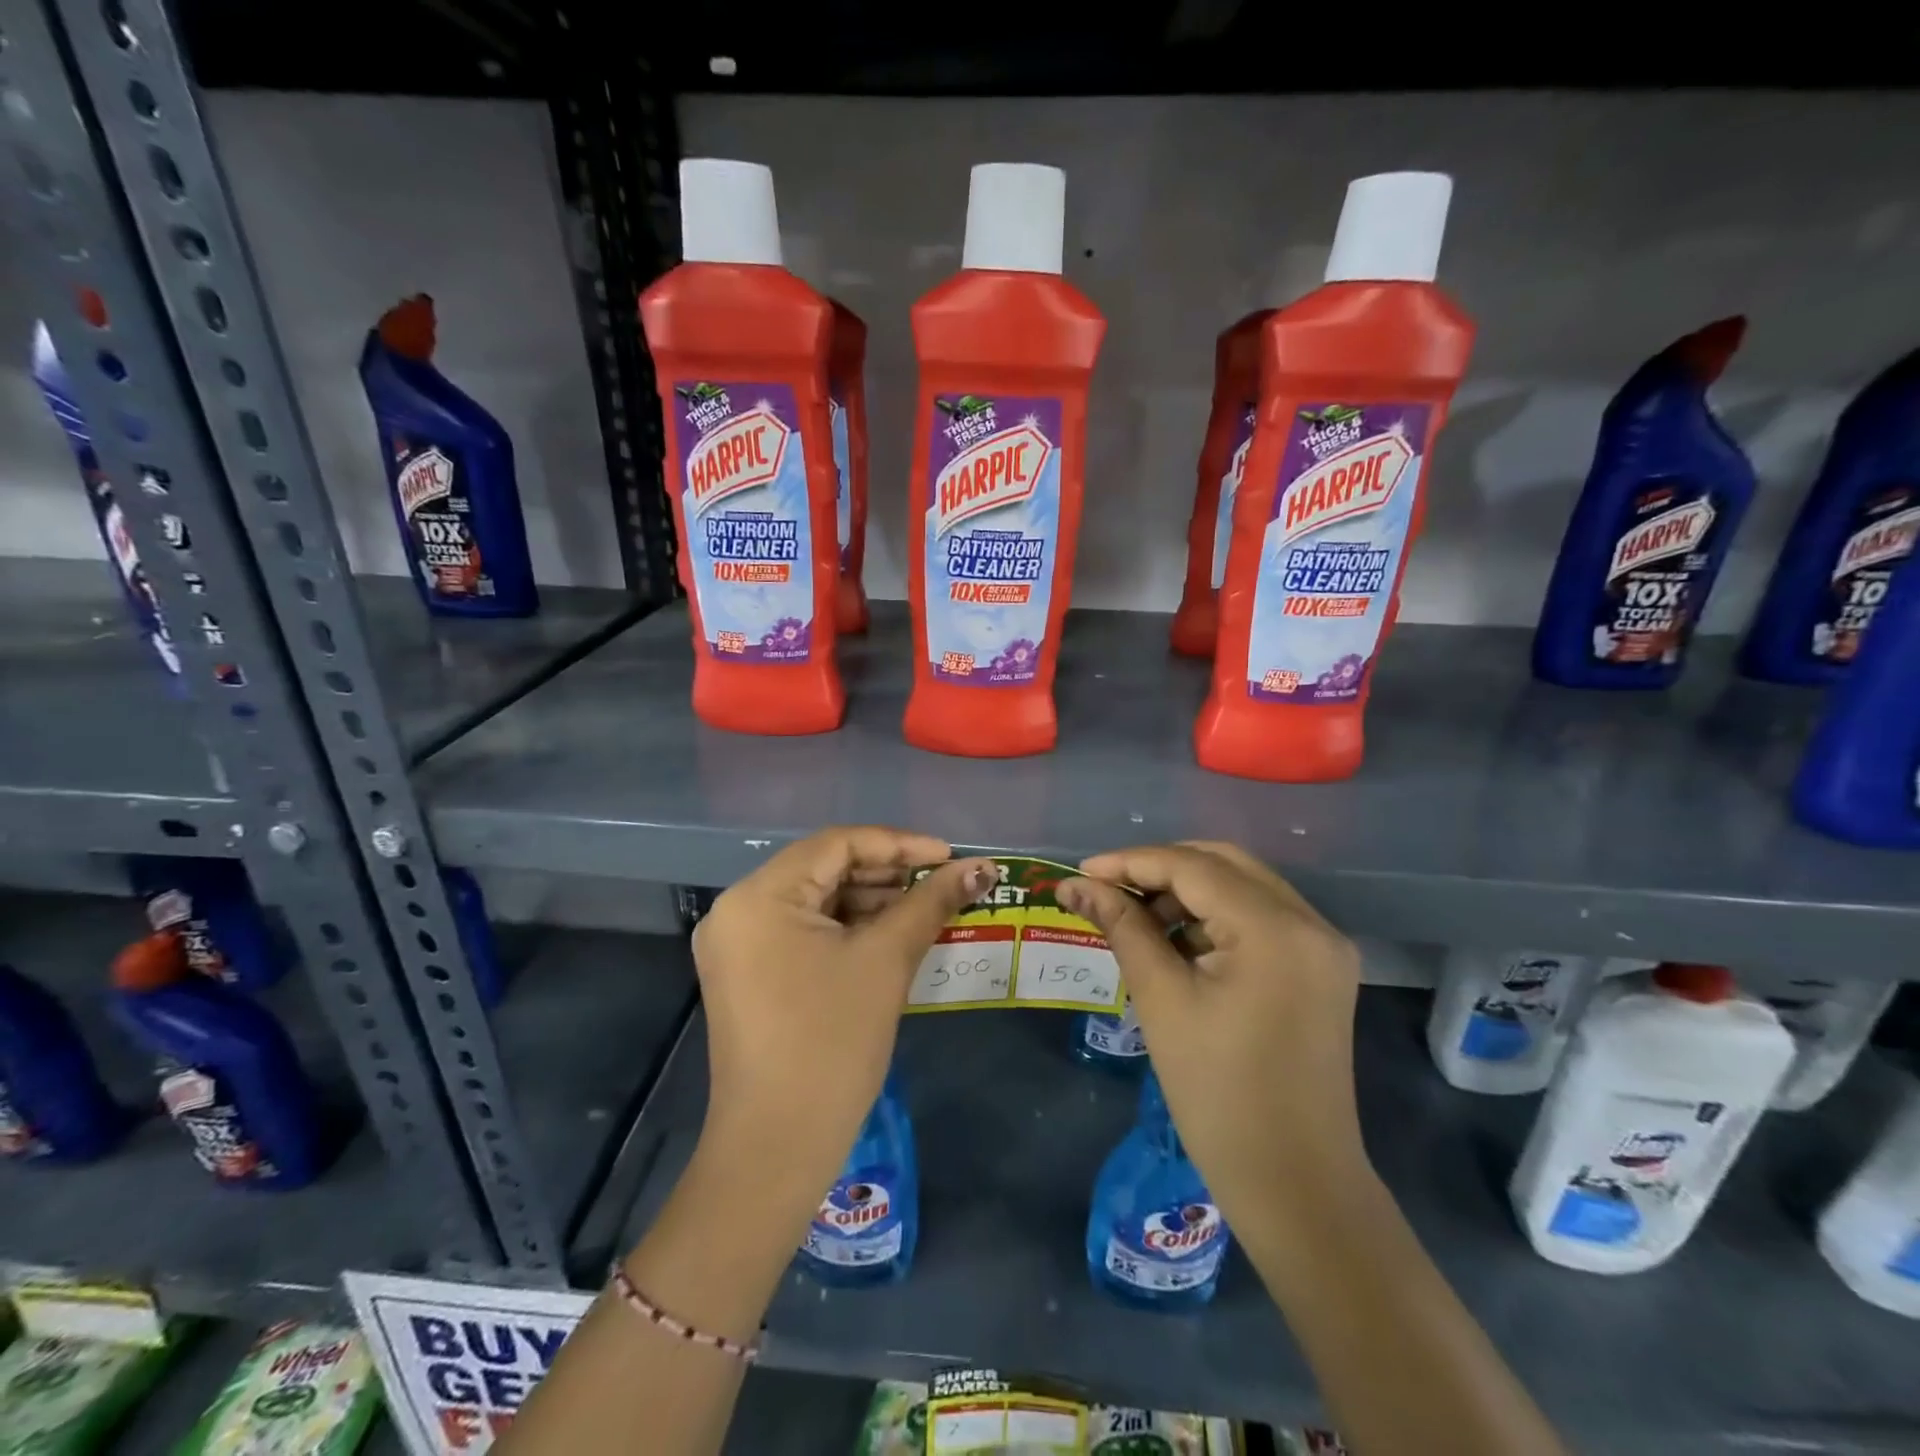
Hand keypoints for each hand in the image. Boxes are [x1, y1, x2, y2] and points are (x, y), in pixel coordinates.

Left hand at [690, 827, 993, 1203]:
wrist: (777, 1147)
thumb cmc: (832, 1043)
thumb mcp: (886, 961)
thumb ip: (932, 902)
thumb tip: (982, 867)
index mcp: (759, 896)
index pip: (837, 844)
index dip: (899, 844)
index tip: (949, 856)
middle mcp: (738, 909)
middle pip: (824, 868)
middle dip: (887, 873)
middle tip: (941, 883)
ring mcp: (739, 944)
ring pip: (816, 900)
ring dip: (871, 901)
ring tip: (925, 909)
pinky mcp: (749, 973)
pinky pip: (805, 931)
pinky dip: (848, 929)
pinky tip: (891, 935)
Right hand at [1058, 843, 1365, 1217]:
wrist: (1296, 1185)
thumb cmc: (1218, 1095)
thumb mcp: (1161, 1000)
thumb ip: (1121, 927)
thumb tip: (1074, 885)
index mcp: (1275, 929)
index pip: (1193, 867)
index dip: (1131, 862)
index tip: (1081, 872)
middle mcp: (1310, 923)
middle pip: (1223, 864)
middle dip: (1160, 869)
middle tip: (1107, 890)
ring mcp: (1323, 946)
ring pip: (1243, 887)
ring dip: (1187, 892)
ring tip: (1137, 919)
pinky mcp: (1321, 969)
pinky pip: (1260, 918)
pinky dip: (1215, 917)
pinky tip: (1179, 941)